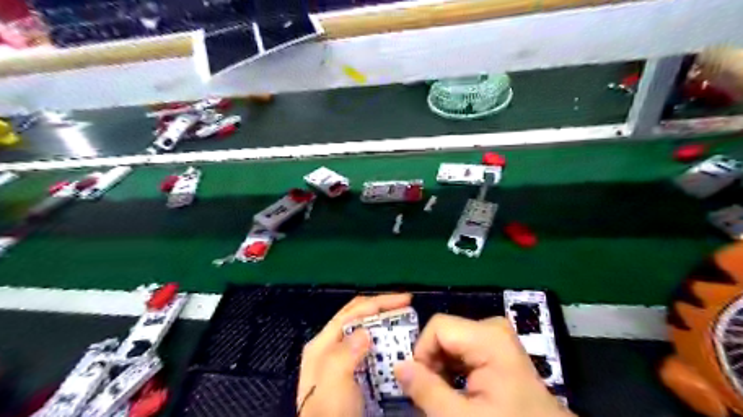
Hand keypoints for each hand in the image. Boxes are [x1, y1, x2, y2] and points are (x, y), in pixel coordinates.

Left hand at [297, 293, 411, 416]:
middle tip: (409, 310)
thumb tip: (364, 331)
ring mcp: (342, 362)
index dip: (379, 302)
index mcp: (323, 344)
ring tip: (406, 327)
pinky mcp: (353, 375)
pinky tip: (397, 350)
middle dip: (384, 311)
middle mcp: (331, 348)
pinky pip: (371, 352)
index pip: (353, 311)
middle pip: (360, 318)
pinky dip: (385, 346)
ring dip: (386, 327)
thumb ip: (345, 353)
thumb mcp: (333, 385)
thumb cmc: (330, 415)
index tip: (406, 300)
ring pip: (366, 334)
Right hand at [394, 315, 572, 416]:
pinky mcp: (498, 347)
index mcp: (488, 337)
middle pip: (444, 333)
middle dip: (432, 362)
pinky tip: (459, 390)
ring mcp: (497, 336)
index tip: (421, 384)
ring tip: (447, 395)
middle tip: (433, 394)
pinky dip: (454, 368)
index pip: (437, 327)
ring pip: (451, 342)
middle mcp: (493, 328)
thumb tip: (399, 365)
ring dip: (442, 367)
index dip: (422, 353)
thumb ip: (426, 390)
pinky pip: (463, 348)